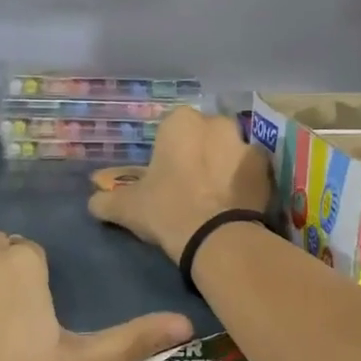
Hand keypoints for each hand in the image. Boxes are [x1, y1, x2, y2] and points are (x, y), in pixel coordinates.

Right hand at [89, 107, 270, 263]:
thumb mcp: (126, 207)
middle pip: (205, 135)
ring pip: (230, 150)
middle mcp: (216, 123)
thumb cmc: (166, 209)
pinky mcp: (266, 169)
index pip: (172, 128)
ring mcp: (245, 144)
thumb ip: (106, 200)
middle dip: (199, 152)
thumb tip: (94, 201)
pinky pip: (252, 171)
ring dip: (224, 165)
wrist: (215, 237)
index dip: (168, 151)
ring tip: (215, 196)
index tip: (165, 174)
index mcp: (181, 122)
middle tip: (190, 184)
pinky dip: (245, 182)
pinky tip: (235, 203)